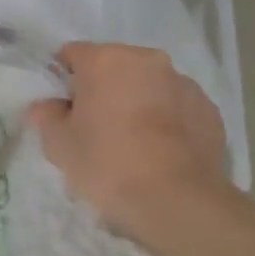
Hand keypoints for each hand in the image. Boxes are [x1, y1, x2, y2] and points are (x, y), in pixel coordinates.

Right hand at [28, 42, 232, 248]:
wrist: (176, 201)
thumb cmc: (107, 165)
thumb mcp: (60, 145)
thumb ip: (47, 117)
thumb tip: (46, 106)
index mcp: (106, 60)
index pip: (72, 54)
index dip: (62, 78)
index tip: (62, 107)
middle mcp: (147, 60)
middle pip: (114, 66)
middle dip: (103, 89)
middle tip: (94, 127)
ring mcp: (183, 83)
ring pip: (149, 85)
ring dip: (137, 102)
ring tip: (132, 142)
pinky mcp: (209, 110)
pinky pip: (177, 108)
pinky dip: (166, 121)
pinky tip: (160, 152)